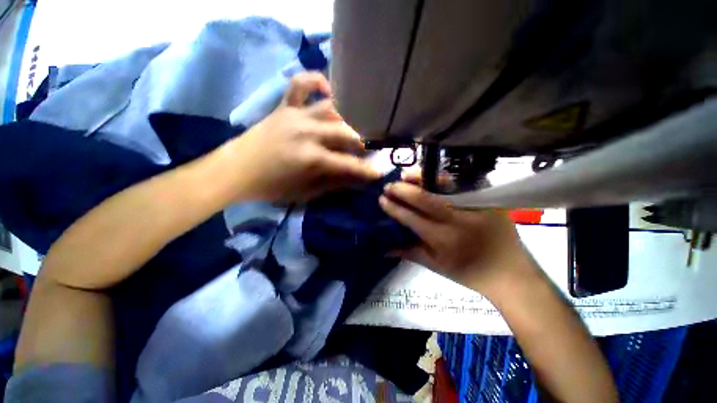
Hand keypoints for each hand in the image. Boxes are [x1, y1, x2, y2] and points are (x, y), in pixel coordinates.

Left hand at [226, 72, 380, 201]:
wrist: (235, 171)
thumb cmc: (272, 187)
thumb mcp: (306, 193)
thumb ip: (334, 183)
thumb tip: (357, 180)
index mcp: (311, 158)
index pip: (348, 164)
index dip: (366, 170)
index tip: (380, 171)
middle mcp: (307, 132)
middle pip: (346, 132)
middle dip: (364, 141)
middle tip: (372, 147)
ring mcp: (296, 115)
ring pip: (332, 107)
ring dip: (350, 115)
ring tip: (358, 122)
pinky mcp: (284, 106)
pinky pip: (301, 84)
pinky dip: (317, 81)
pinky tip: (329, 91)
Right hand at [379, 172, 535, 293]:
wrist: (510, 273)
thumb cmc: (469, 273)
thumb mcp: (436, 266)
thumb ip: (409, 252)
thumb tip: (384, 247)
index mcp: (443, 239)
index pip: (411, 218)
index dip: (395, 208)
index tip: (382, 199)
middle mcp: (457, 220)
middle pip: (424, 199)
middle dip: (403, 190)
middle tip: (389, 185)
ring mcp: (475, 207)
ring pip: (443, 186)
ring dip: (421, 178)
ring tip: (406, 174)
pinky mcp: (488, 199)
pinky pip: (461, 183)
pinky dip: (442, 178)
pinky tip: (430, 175)